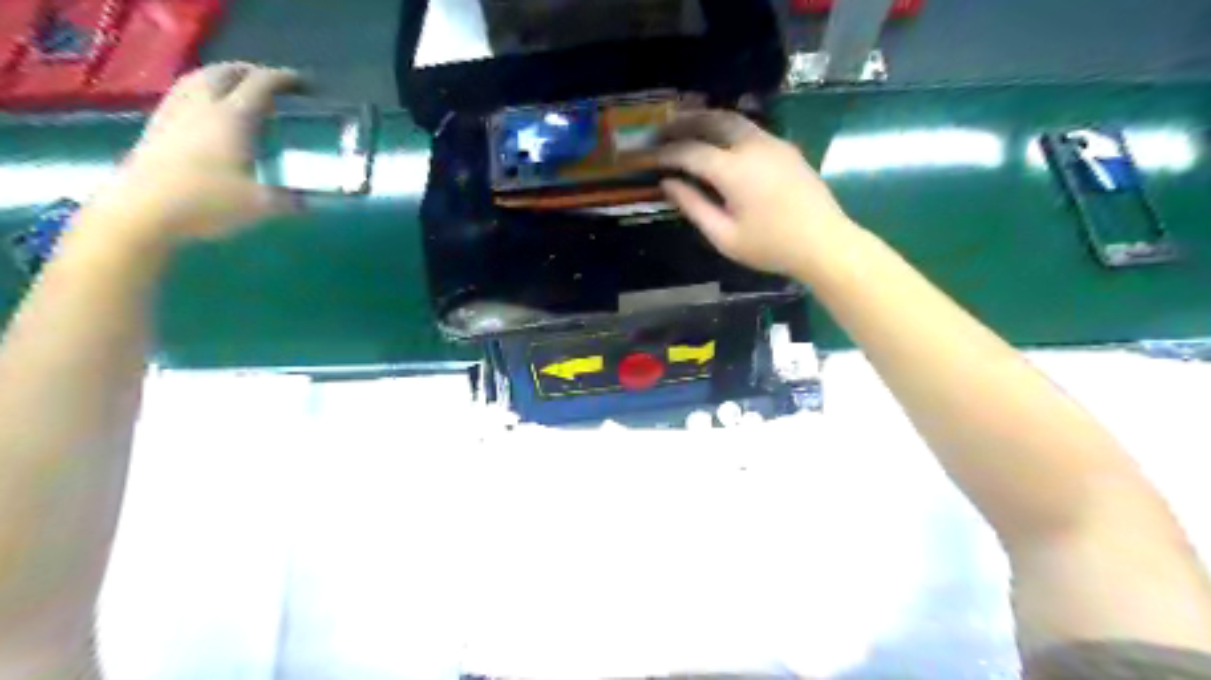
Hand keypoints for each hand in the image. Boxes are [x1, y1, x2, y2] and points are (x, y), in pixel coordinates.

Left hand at [94, 60, 299, 241]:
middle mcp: (202, 108)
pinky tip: (204, 108)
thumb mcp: (261, 206)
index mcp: (233, 119)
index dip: (283, 79)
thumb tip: (309, 202)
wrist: (143, 211)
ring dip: (220, 76)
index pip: (260, 85)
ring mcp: (174, 114)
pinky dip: (199, 91)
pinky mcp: (156, 128)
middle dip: (249, 71)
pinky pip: (181, 95)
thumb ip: (289, 200)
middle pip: (224, 73)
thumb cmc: (207, 203)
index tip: (302, 83)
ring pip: (197, 79)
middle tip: (269, 82)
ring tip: (236, 87)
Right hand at [659, 108, 855, 272]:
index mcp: (734, 170)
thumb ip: (693, 206)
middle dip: (684, 123)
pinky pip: (750, 129)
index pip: (690, 151)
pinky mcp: (786, 147)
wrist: (824, 243)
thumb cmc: (771, 246)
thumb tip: (668, 183)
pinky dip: (727, 128)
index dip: (665, 153)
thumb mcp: (724, 236)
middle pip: (712, 120)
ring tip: (686, 129)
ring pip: (733, 119)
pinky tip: (719, 142)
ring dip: (706, 120)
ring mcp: (773, 143)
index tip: (647, 157)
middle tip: (662, 130)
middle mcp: (752, 146)